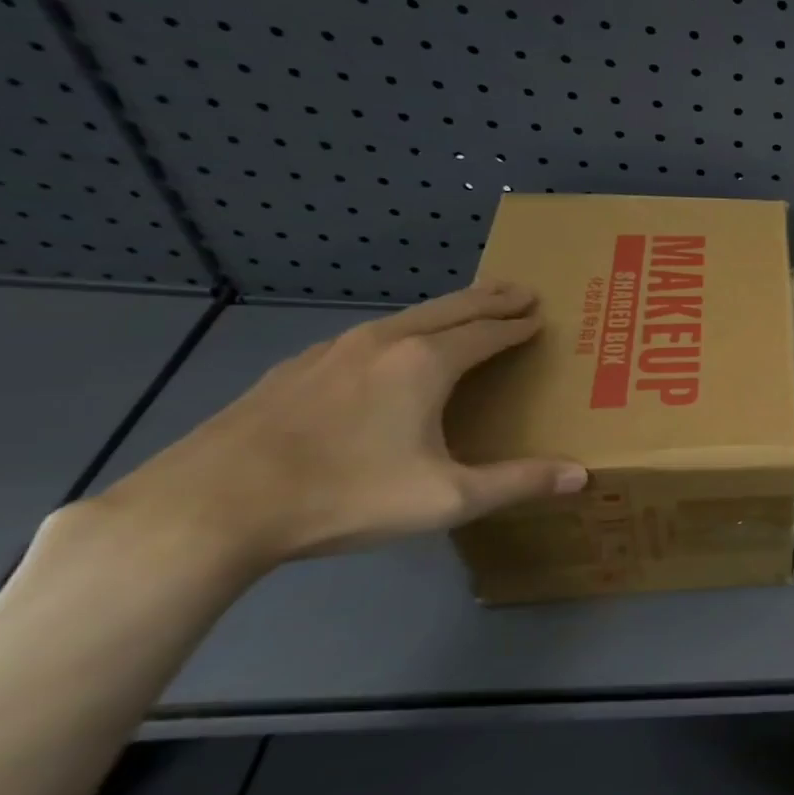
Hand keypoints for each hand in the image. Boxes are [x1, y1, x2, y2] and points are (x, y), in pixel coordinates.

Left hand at [79, 283, 586, 577]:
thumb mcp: (447, 498)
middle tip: (519, 289)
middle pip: (450, 308)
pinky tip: (386, 351)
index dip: (519, 324)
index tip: (542, 315)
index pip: (488, 331)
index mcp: (426, 363)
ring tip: (463, 313)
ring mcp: (332, 351)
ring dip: (444, 310)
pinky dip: (398, 331)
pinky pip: (365, 336)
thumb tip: (582, 475)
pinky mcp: (294, 370)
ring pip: (405, 317)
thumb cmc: (345, 495)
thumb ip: (519, 482)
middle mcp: (384, 342)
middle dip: (489, 298)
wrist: (211, 505)